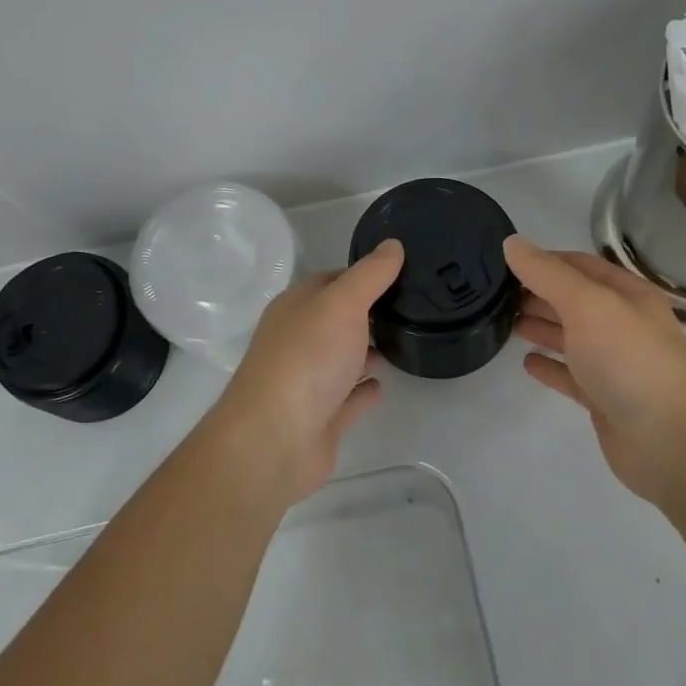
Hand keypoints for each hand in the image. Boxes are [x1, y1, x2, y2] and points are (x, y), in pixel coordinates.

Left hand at [202, 240, 404, 504]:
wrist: (274, 440)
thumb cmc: (307, 359)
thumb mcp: (342, 303)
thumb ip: (370, 275)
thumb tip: (393, 244)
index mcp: (296, 307)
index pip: (332, 280)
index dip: (363, 274)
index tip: (400, 271)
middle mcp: (298, 339)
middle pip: (336, 319)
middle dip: (368, 312)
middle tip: (412, 306)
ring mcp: (308, 381)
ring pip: (342, 358)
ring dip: (366, 349)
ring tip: (404, 339)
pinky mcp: (321, 419)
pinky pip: (347, 398)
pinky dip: (363, 390)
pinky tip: (383, 384)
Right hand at [504, 236, 685, 503]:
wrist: (669, 442)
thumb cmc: (628, 360)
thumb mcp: (587, 304)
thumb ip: (547, 273)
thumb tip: (511, 243)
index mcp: (627, 295)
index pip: (580, 265)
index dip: (544, 260)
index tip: (504, 262)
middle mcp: (622, 324)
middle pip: (573, 300)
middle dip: (537, 293)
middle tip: (495, 294)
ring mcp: (614, 364)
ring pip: (570, 337)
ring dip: (540, 326)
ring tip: (505, 322)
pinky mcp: (604, 399)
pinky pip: (570, 375)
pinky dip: (549, 366)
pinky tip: (526, 362)